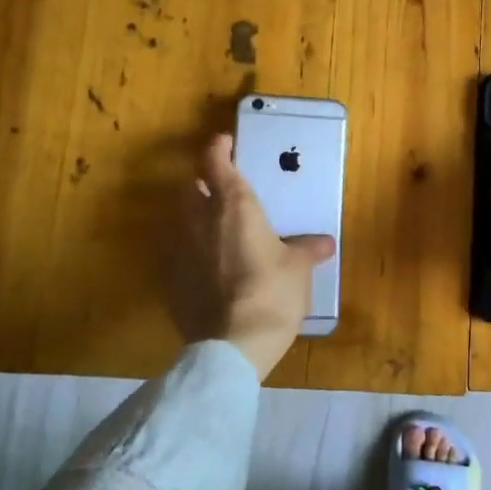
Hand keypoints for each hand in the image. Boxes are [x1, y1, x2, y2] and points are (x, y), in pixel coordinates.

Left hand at [165, 133, 335, 378]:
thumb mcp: (298, 269)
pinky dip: (189, 253)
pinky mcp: (168, 280)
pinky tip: (205, 269)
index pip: (216, 162)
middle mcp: (200, 220)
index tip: (226, 144)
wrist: (232, 345)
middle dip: (204, 185)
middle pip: (191, 187)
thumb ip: (306, 249)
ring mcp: (178, 250)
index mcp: (234, 206)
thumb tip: (323, 243)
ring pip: (180, 220)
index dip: (219, 149)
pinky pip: (176, 254)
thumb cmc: (272, 293)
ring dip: (194, 219)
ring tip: (216, 233)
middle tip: (224, 193)